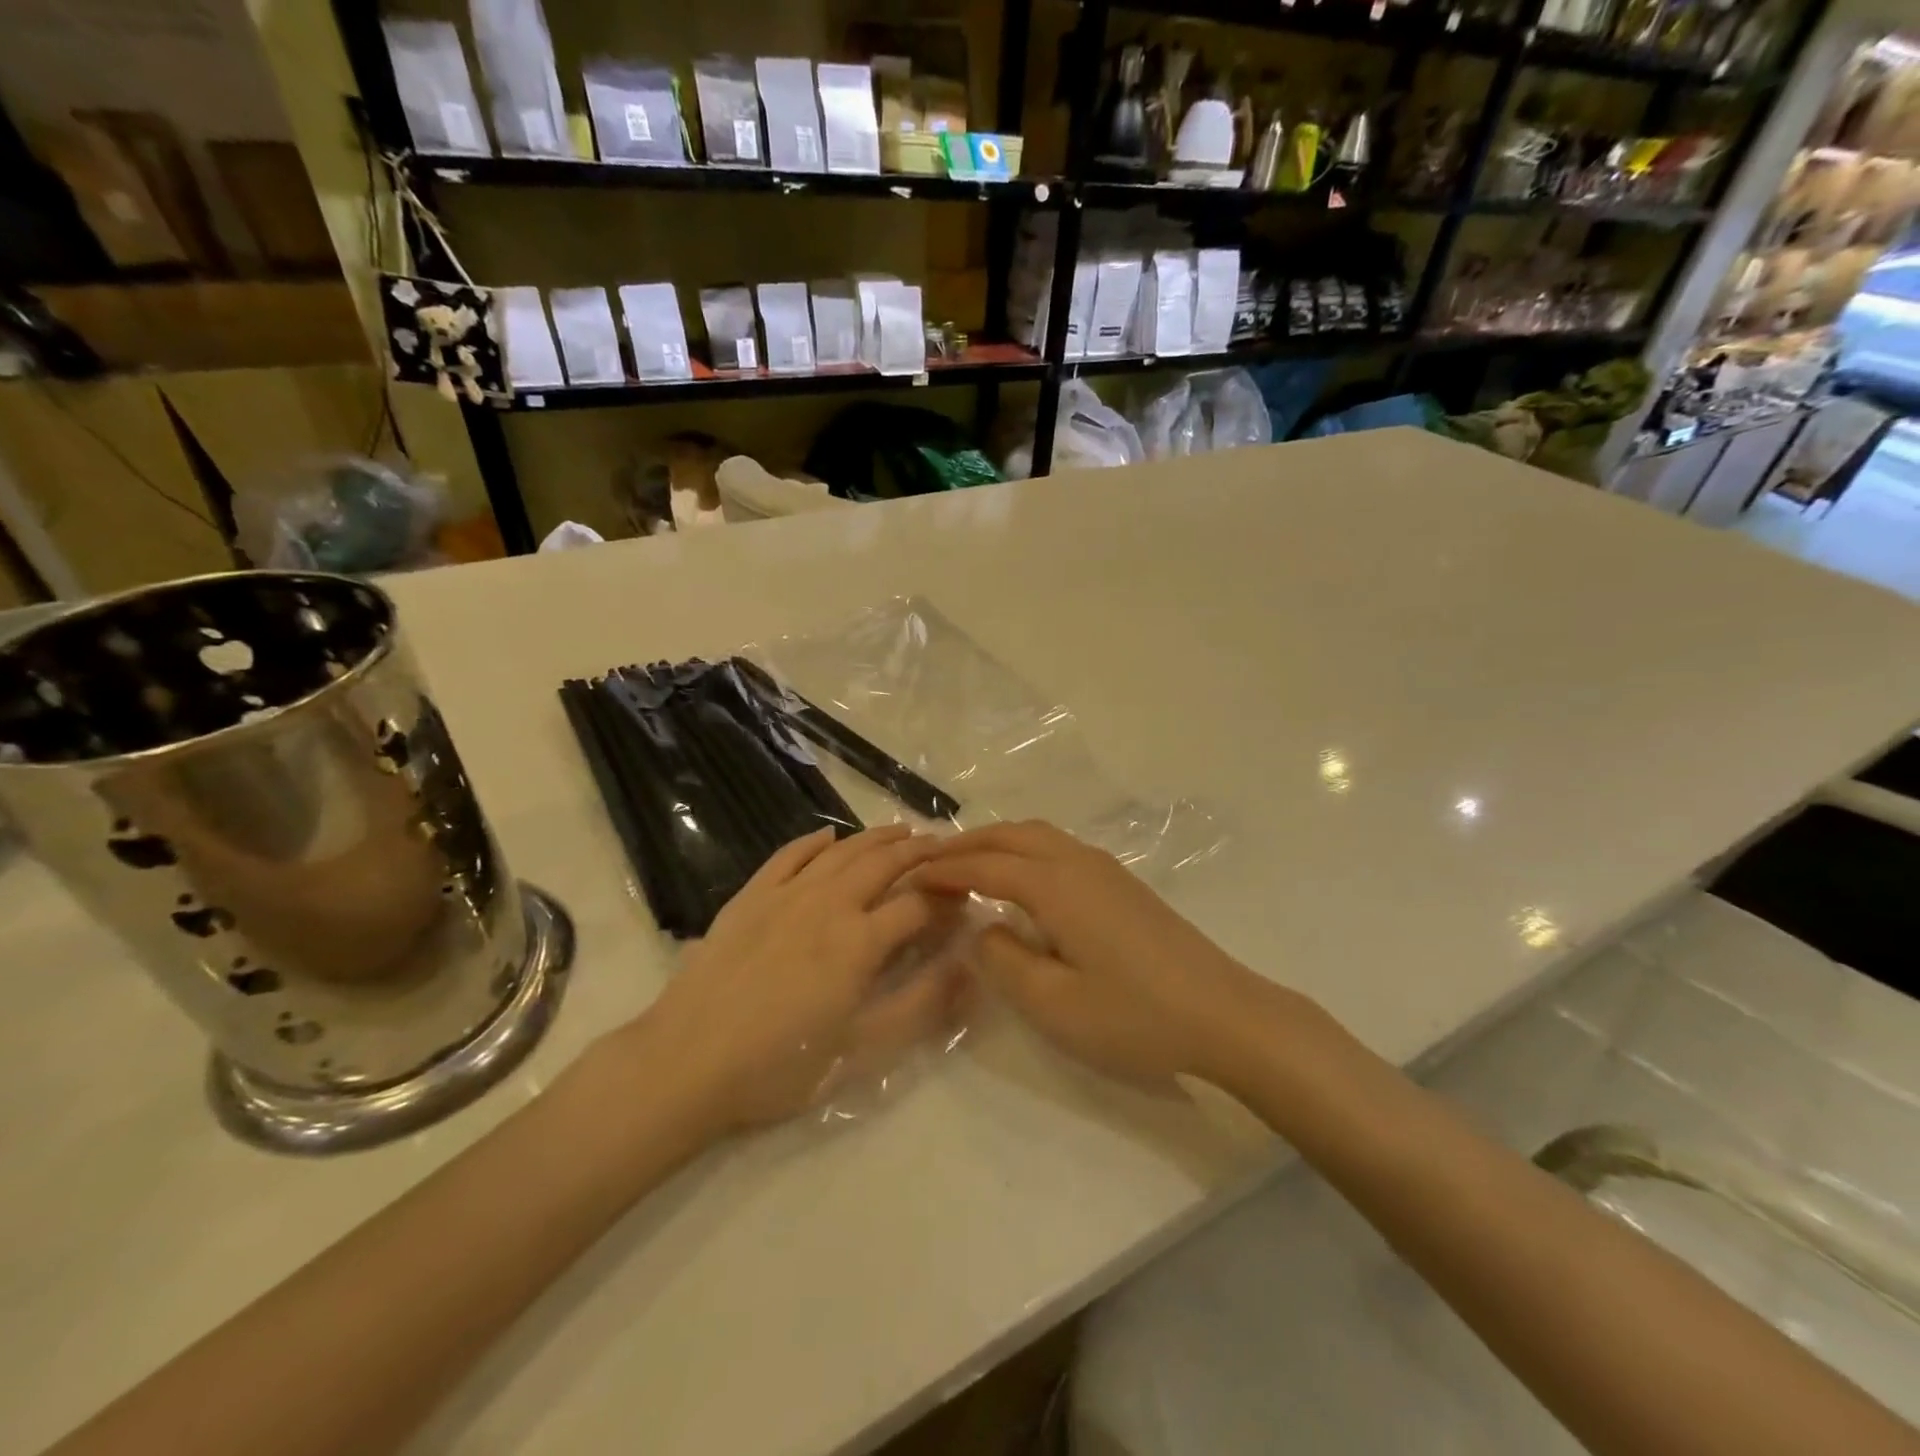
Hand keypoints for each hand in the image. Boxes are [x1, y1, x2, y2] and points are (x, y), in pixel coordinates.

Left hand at [624, 825, 959, 1134]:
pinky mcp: (750, 896)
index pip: (918, 905)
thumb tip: (969, 969)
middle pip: (884, 864)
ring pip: (841, 851)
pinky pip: (788, 855)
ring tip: (901, 830)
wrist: (686, 1063)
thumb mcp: (861, 1052)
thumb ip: (920, 1007)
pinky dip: (813, 840)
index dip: (947, 900)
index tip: (964, 899)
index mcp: (860, 942)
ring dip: (875, 837)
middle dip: (919, 852)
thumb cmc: (779, 1066)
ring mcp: (786, 894)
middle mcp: (829, 904)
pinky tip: (828, 835)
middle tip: (942, 844)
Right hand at [917, 821, 1273, 1086]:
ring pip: (1036, 835)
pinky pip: (1057, 848)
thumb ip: (1004, 961)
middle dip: (965, 844)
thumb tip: (983, 928)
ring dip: (996, 842)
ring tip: (967, 865)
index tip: (908, 878)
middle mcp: (1077, 861)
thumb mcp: (1054, 1004)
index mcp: (1055, 885)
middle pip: (1010, 836)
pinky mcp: (1122, 883)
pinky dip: (1023, 850)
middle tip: (929, 863)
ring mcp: (1105, 868)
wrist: (1224, 1014)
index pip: (984, 866)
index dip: (943, 870)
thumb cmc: (1135, 1015)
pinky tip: (1020, 879)